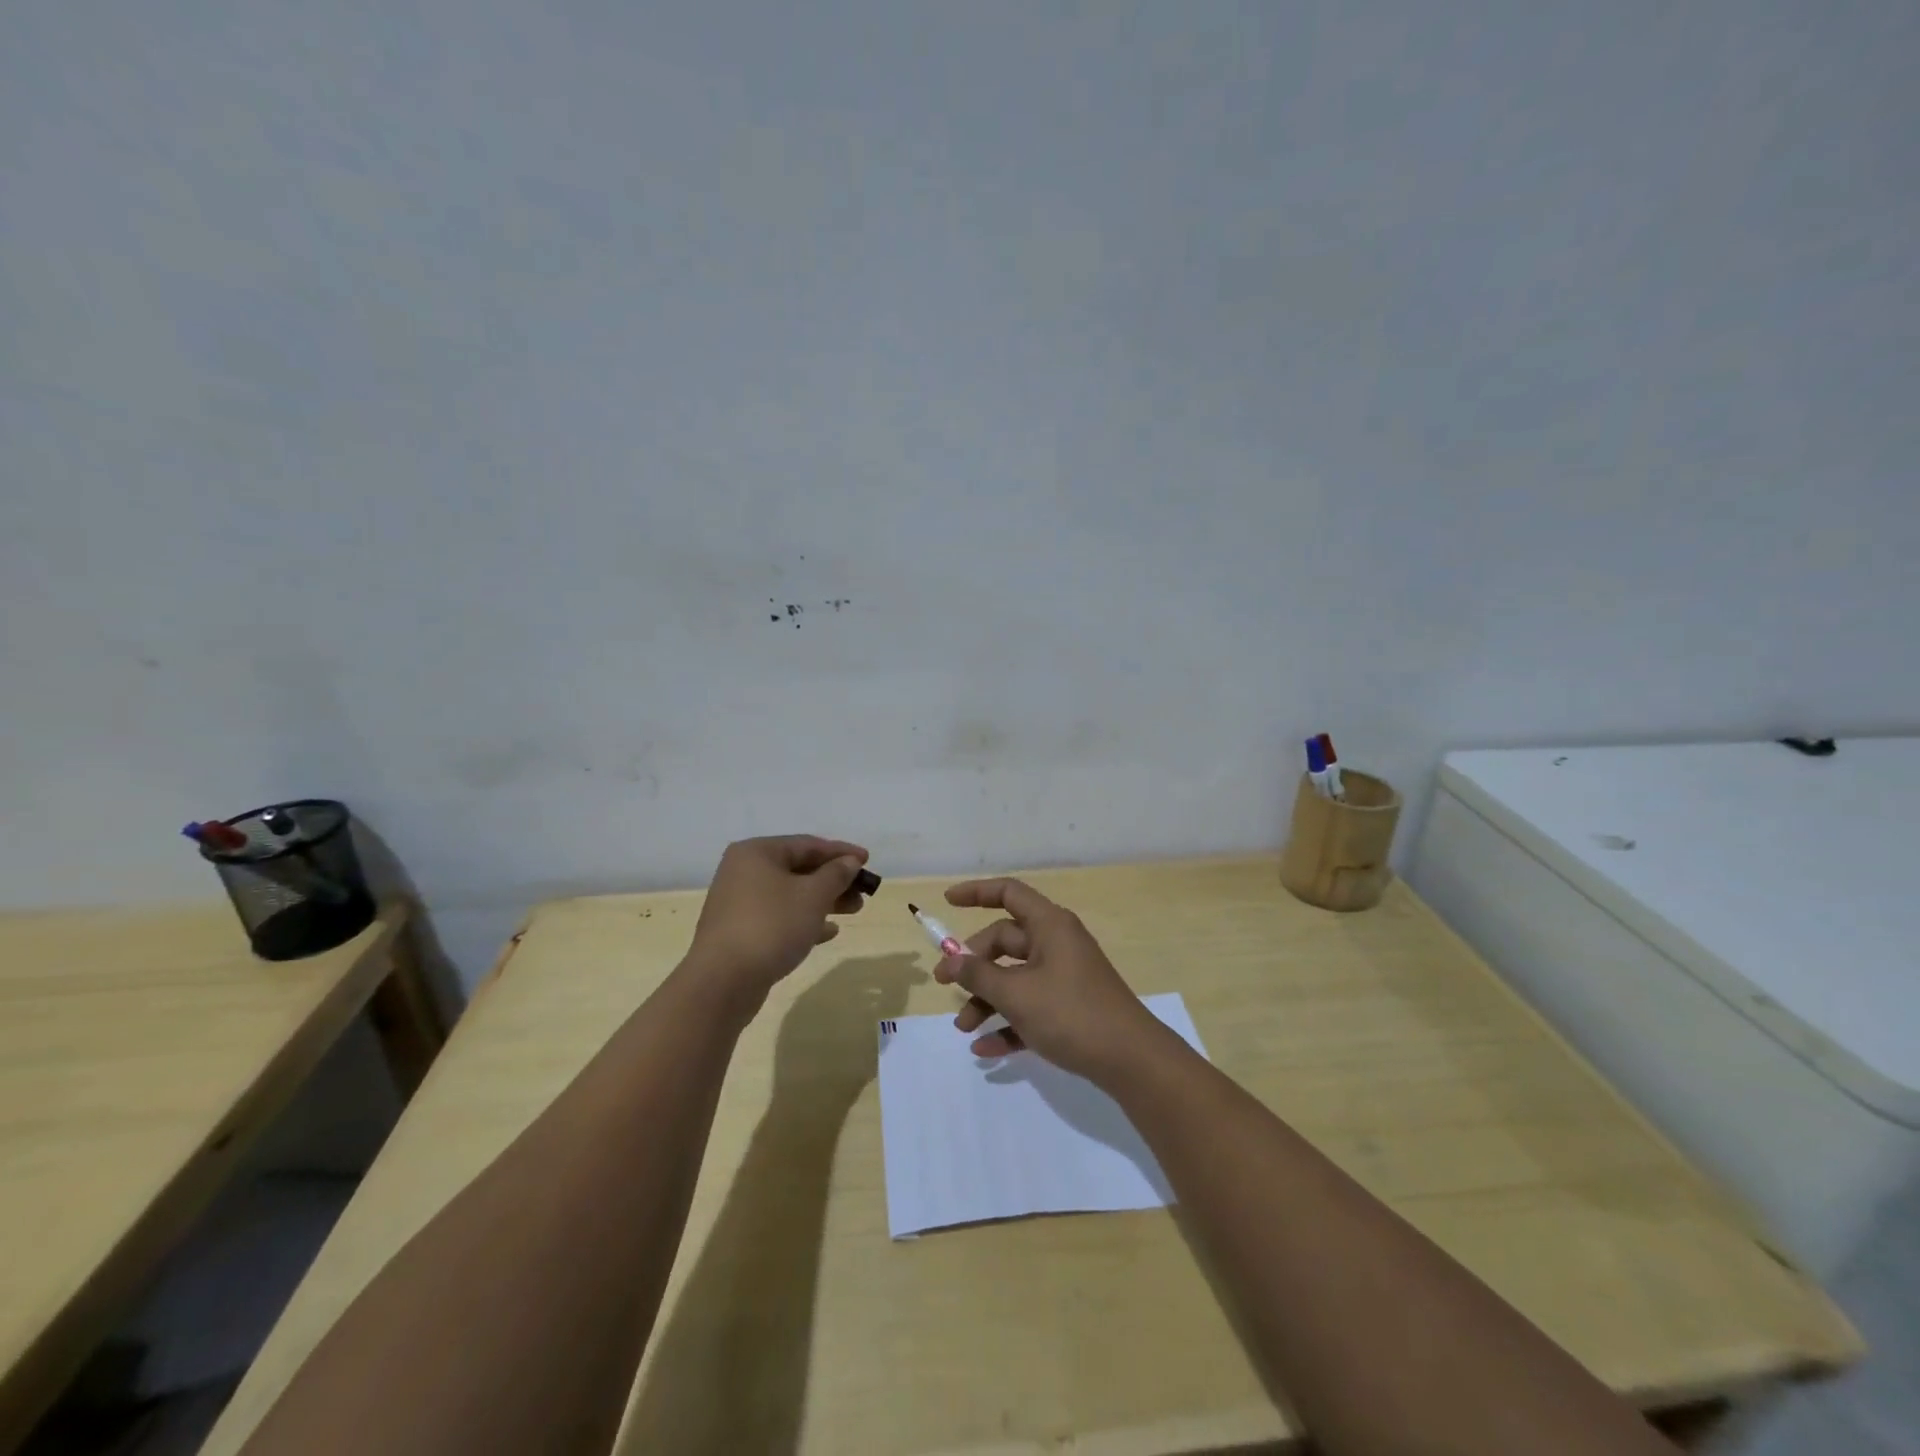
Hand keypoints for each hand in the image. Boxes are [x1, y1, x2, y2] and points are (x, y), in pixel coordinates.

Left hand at [687, 835, 870, 1012]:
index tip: (868, 860)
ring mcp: (739, 903)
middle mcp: (743, 872)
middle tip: (863, 891)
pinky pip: (779, 918)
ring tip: (854, 910)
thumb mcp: (813, 896)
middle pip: (798, 869)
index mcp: (757, 853)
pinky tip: (829, 932)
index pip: (807, 844)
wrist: (723, 982)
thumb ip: (836, 874)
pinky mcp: (740, 932)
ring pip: (790, 895)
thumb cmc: (771, 926)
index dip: (841, 852)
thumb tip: (850, 862)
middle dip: (834, 880)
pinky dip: (804, 920)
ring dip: (824, 901)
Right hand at [933, 877, 1168, 1083]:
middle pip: (1005, 941)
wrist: (1131, 1060)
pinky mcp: (1069, 1007)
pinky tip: (985, 1049)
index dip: (976, 892)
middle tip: (945, 985)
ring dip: (986, 1000)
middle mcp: (1057, 944)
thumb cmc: (1072, 1013)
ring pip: (1014, 978)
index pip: (1009, 893)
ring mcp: (1064, 976)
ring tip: (964, 1029)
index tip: (947, 901)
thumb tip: (950, 960)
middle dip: (973, 965)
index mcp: (1050, 926)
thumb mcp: (1017, 994)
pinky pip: (1030, 1007)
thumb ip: (979, 975)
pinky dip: (1008, 1023)